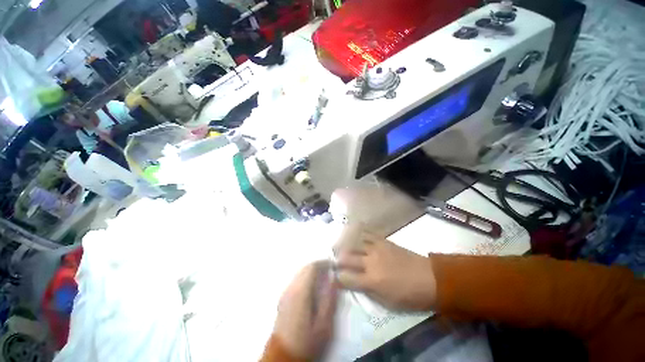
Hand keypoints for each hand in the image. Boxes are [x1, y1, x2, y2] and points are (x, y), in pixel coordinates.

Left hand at [273, 261, 337, 359]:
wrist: (283, 357)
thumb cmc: (306, 342)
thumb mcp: (324, 324)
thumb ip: (329, 299)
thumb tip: (333, 279)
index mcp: (300, 291)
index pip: (312, 267)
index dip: (324, 263)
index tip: (334, 264)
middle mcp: (291, 288)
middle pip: (305, 268)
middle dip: (318, 266)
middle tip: (330, 270)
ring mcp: (285, 293)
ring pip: (300, 273)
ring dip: (312, 271)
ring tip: (324, 277)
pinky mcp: (283, 298)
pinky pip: (296, 280)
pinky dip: (306, 277)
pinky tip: (313, 287)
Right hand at [336, 234, 436, 310]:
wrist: (429, 279)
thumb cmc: (409, 295)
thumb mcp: (387, 302)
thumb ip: (368, 291)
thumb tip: (355, 282)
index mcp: (371, 280)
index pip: (347, 277)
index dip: (338, 277)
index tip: (334, 277)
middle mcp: (371, 262)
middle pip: (347, 258)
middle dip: (338, 259)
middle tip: (334, 260)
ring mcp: (377, 249)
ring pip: (355, 244)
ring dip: (346, 246)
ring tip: (341, 246)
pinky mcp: (384, 241)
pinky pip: (368, 234)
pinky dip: (359, 234)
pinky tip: (355, 234)